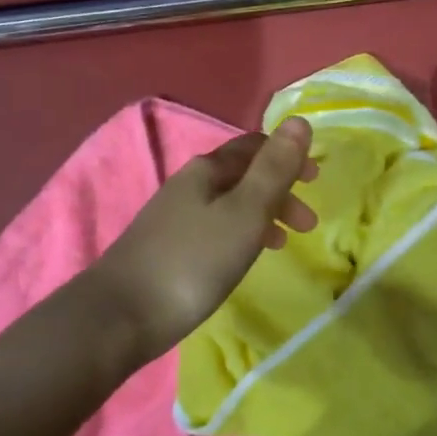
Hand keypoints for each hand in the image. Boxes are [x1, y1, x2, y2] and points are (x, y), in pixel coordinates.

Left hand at [90, 117, 318, 362]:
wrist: (120, 315)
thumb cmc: (193, 261)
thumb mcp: (244, 212)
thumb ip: (274, 169)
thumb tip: (300, 120)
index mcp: (207, 169)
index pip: (254, 146)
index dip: (287, 157)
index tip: (316, 180)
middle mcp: (188, 185)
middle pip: (242, 175)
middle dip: (279, 191)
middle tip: (307, 223)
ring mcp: (173, 217)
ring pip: (229, 204)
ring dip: (261, 215)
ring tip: (283, 243)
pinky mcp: (166, 248)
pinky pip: (214, 228)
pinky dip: (239, 234)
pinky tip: (242, 259)